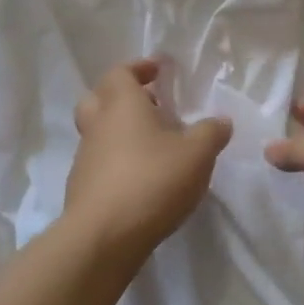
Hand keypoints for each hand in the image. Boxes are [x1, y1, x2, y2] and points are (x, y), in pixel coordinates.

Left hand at [63, 59, 232, 264]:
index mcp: (122, 105)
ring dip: (121, 131)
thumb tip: (221, 121)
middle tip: (150, 105)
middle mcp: (98, 125)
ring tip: (154, 146)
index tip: (159, 71)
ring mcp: (85, 158)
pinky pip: (100, 162)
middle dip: (122, 96)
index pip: (121, 72)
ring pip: (98, 132)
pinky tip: (142, 178)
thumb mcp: (197, 154)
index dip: (139, 68)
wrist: (104, 237)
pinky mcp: (82, 188)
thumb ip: (211, 133)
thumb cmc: (152, 181)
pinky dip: (118, 161)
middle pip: (99, 98)